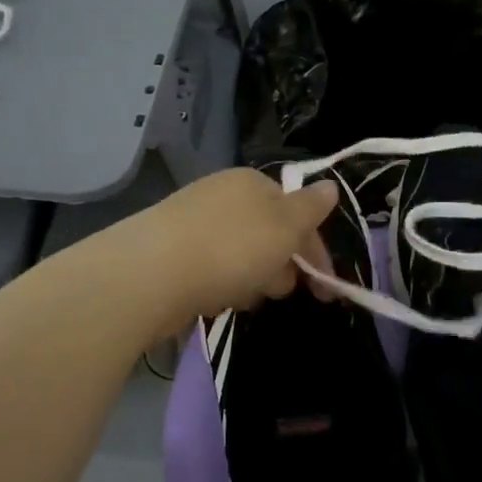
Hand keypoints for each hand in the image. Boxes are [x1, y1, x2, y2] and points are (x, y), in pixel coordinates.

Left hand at [131, 168, 338, 328]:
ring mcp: (193, 222)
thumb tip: (331, 187)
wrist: (149, 275)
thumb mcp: (285, 227)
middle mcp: (222, 195)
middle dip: (282, 265)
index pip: (297, 212)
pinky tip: (216, 300)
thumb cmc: (230, 249)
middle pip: (269, 233)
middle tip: (277, 291)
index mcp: (252, 182)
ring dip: (252, 279)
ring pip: (242, 254)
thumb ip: (311, 208)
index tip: (325, 288)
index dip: (315, 249)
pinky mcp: (171, 252)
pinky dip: (222, 284)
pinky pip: (213, 268)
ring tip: (243, 298)